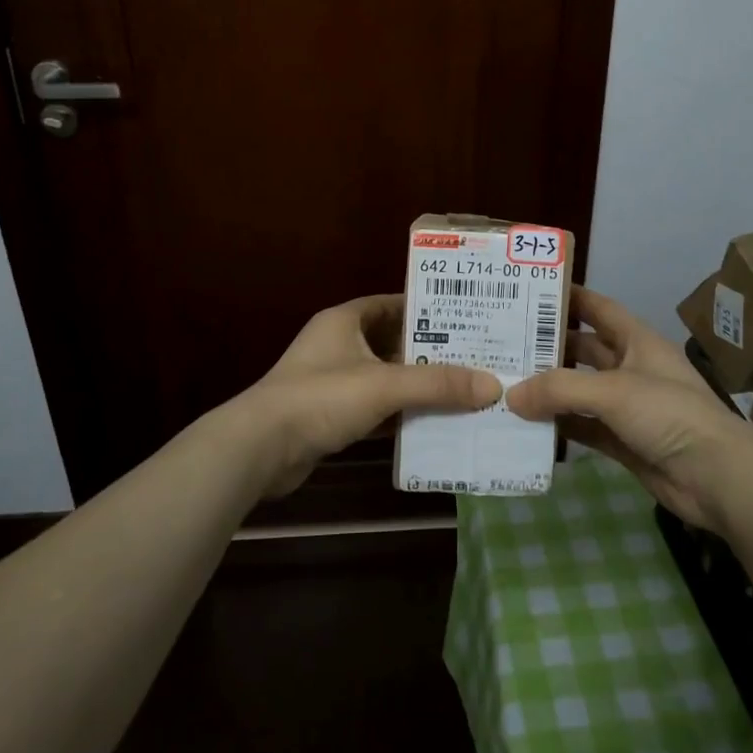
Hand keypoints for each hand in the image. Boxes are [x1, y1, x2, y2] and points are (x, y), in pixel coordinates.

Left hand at [232, 294, 500, 495]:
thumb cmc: (321, 397)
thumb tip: (492, 386)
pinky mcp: (330, 415)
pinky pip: (375, 407)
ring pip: (385, 377)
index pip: (392, 303)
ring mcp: (332, 381)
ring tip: (463, 390)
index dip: (426, 308)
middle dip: (430, 351)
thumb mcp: (384, 385)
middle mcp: (338, 344)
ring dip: (417, 385)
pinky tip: (432, 423)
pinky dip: (399, 413)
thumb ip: (437, 384)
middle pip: (393, 341)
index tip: (465, 317)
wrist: (260, 448)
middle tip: (474, 357)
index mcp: (345, 320)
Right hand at [507, 286, 752, 530]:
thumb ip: (560, 389)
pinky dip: (559, 426)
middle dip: (549, 345)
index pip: (598, 308)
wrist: (718, 478)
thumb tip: (511, 395)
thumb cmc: (670, 414)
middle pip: (583, 349)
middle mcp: (631, 368)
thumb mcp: (614, 391)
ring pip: (580, 390)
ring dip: (549, 389)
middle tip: (504, 342)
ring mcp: (627, 407)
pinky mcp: (623, 441)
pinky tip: (527, 424)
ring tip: (506, 382)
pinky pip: (583, 427)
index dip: (569, 297)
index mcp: (637, 341)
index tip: (529, 292)